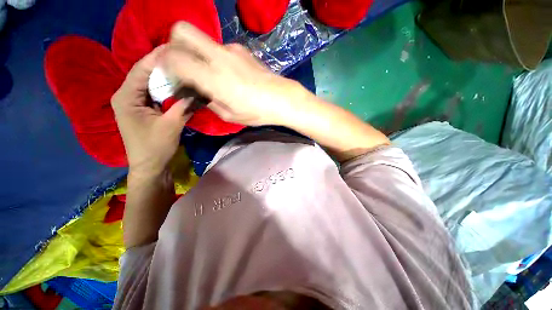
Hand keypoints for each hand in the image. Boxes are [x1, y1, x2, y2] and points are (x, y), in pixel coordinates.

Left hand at [111, 46, 192, 176]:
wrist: (150, 167)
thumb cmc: (155, 147)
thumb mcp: (171, 126)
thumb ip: (184, 106)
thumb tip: (199, 92)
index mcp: (126, 96)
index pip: (142, 69)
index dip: (158, 57)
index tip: (176, 47)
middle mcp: (127, 95)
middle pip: (146, 74)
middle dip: (165, 66)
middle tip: (184, 58)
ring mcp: (135, 103)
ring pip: (152, 84)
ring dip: (168, 79)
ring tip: (185, 70)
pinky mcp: (144, 110)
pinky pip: (156, 95)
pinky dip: (168, 91)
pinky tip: (181, 89)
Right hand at [162, 22, 306, 126]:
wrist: (282, 98)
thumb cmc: (257, 111)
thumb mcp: (229, 115)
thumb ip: (210, 101)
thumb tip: (200, 91)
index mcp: (212, 77)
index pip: (174, 57)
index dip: (164, 63)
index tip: (168, 74)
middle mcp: (218, 56)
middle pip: (183, 31)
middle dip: (174, 44)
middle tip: (180, 63)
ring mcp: (231, 49)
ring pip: (203, 41)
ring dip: (197, 53)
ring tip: (209, 73)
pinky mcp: (242, 49)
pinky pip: (220, 49)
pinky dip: (215, 58)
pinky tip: (227, 73)